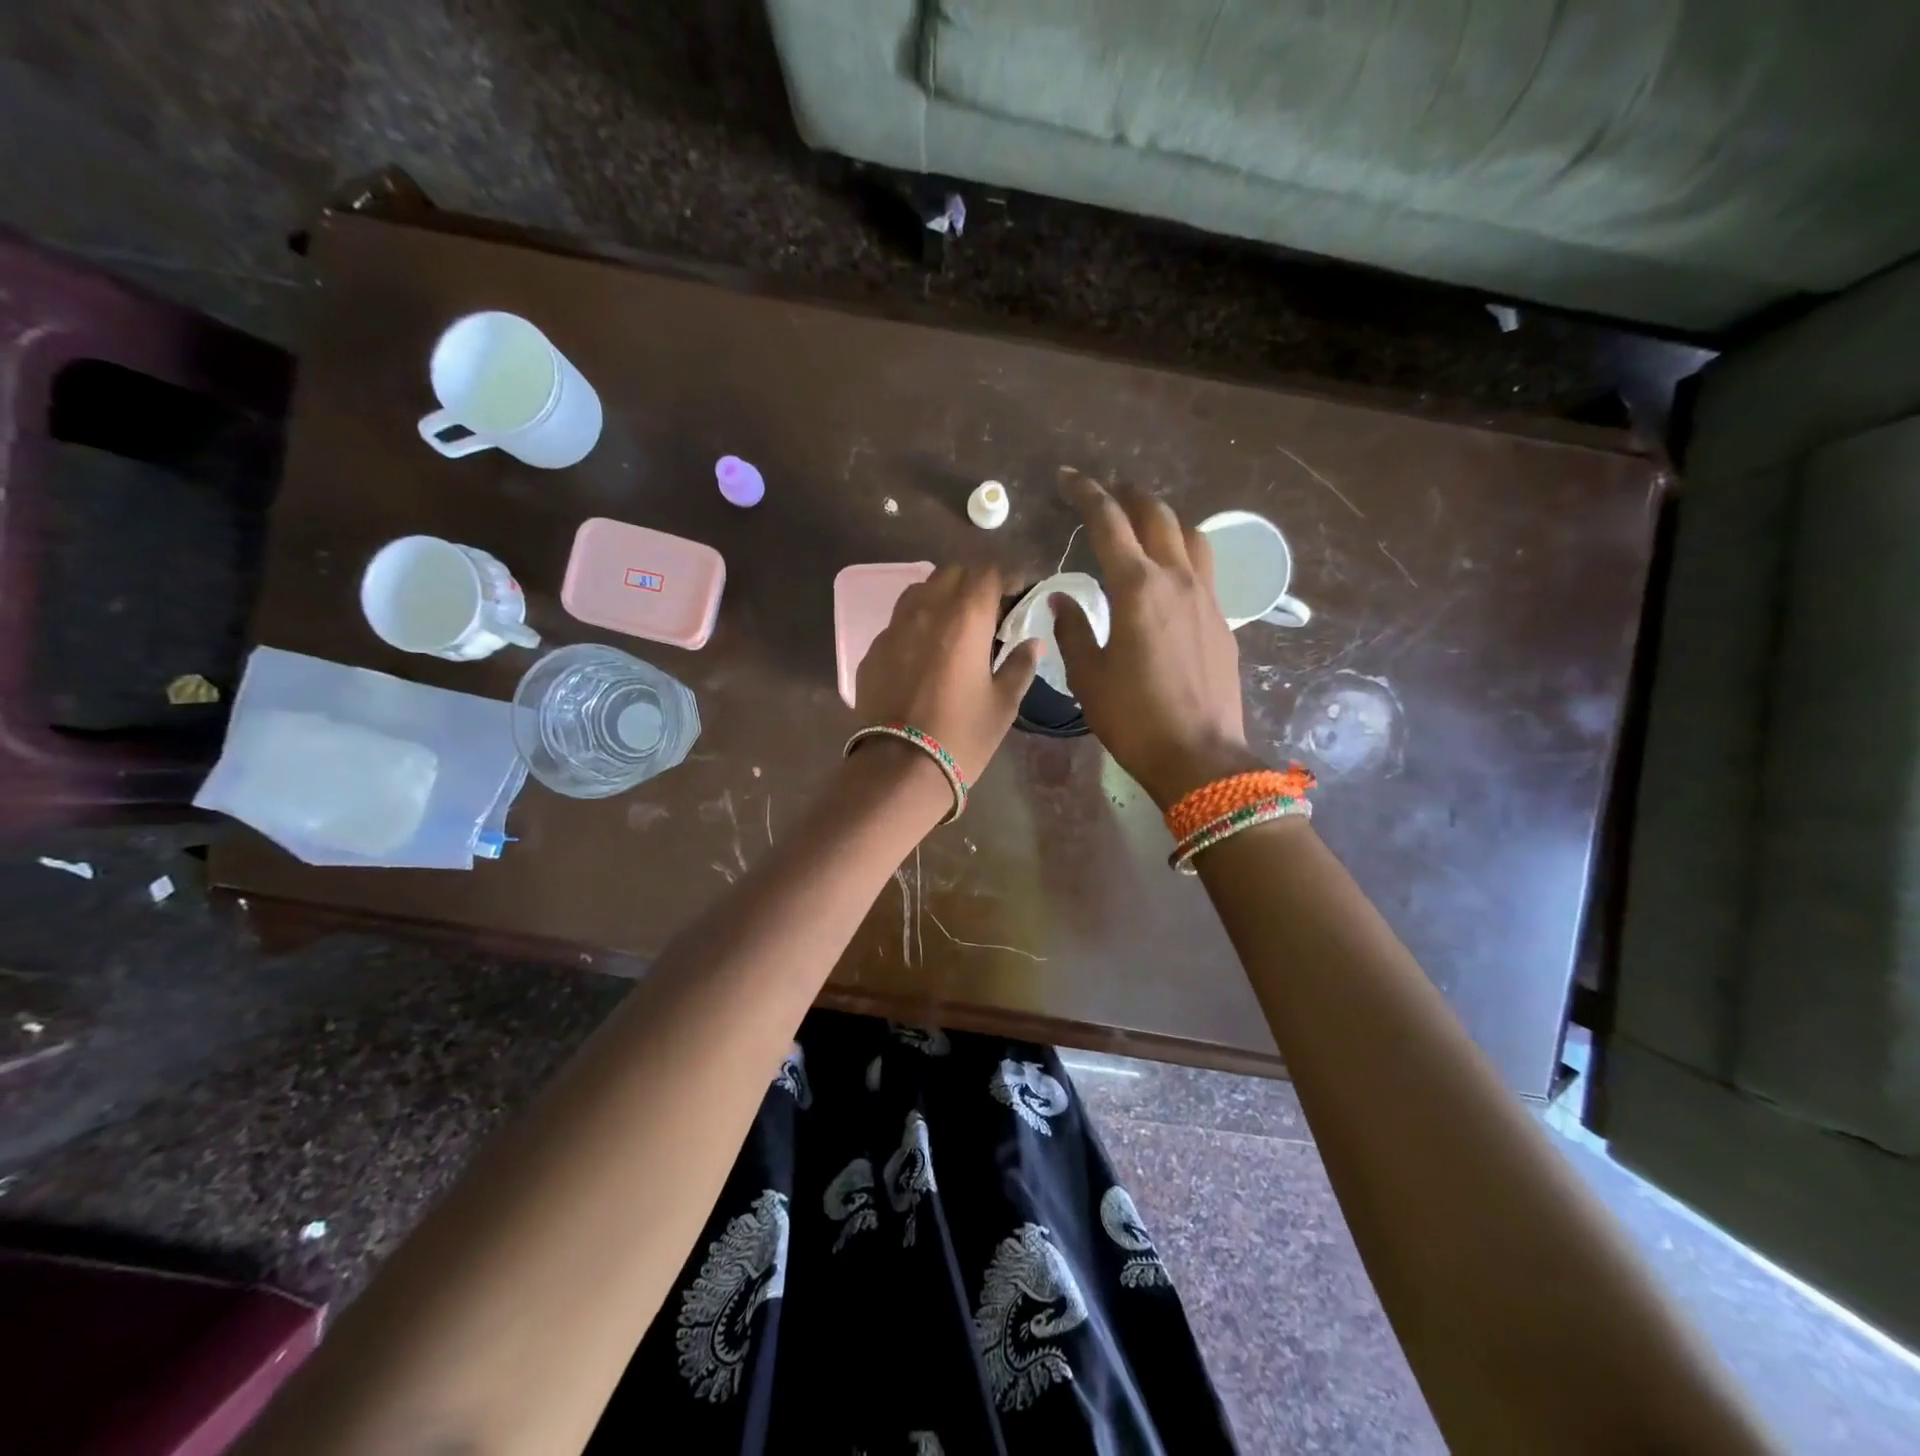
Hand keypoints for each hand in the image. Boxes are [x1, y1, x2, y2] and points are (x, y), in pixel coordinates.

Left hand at [853, 564, 1041, 793]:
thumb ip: (1020, 665)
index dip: (1009, 577)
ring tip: (955, 626)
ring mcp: (894, 628)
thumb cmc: (962, 735)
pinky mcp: (873, 650)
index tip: (1020, 594)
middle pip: (952, 573)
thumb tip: (1031, 644)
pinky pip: (899, 622)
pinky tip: (925, 654)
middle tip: (990, 611)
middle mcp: (926, 610)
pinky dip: (918, 626)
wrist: (900, 768)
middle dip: (975, 583)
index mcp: (965, 617)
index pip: (989, 572)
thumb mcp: (1003, 704)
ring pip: (920, 591)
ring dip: (942, 597)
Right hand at [1051, 470, 1260, 807]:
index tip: (1068, 478)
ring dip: (1164, 519)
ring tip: (1143, 526)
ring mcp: (1206, 597)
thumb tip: (1062, 599)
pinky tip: (1168, 575)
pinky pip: (1203, 568)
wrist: (1199, 755)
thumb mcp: (1089, 676)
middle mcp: (1176, 579)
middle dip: (1129, 494)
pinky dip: (1182, 553)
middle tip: (1106, 493)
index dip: (1087, 493)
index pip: (1109, 522)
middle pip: (1157, 515)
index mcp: (1137, 587)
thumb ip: (1073, 629)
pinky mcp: (1222, 620)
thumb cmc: (1133, 717)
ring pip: (1191, 535)